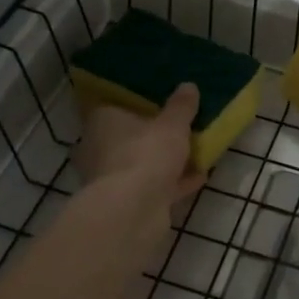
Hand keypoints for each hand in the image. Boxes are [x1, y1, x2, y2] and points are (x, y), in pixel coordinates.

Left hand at [74, 83, 205, 207]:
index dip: (136, 103)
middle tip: (179, 127)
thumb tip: (188, 86)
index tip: (158, 101)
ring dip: (165, 160)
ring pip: (142, 163)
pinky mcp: (126, 203)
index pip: (114, 105)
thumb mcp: (172, 124)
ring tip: (194, 151)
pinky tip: (199, 176)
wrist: (133, 211)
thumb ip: (181, 106)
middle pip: (129, 136)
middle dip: (152, 134)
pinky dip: (174, 182)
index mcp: (102, 121)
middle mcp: (99, 148)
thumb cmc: (146, 154)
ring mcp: (111, 178)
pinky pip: (154, 186)